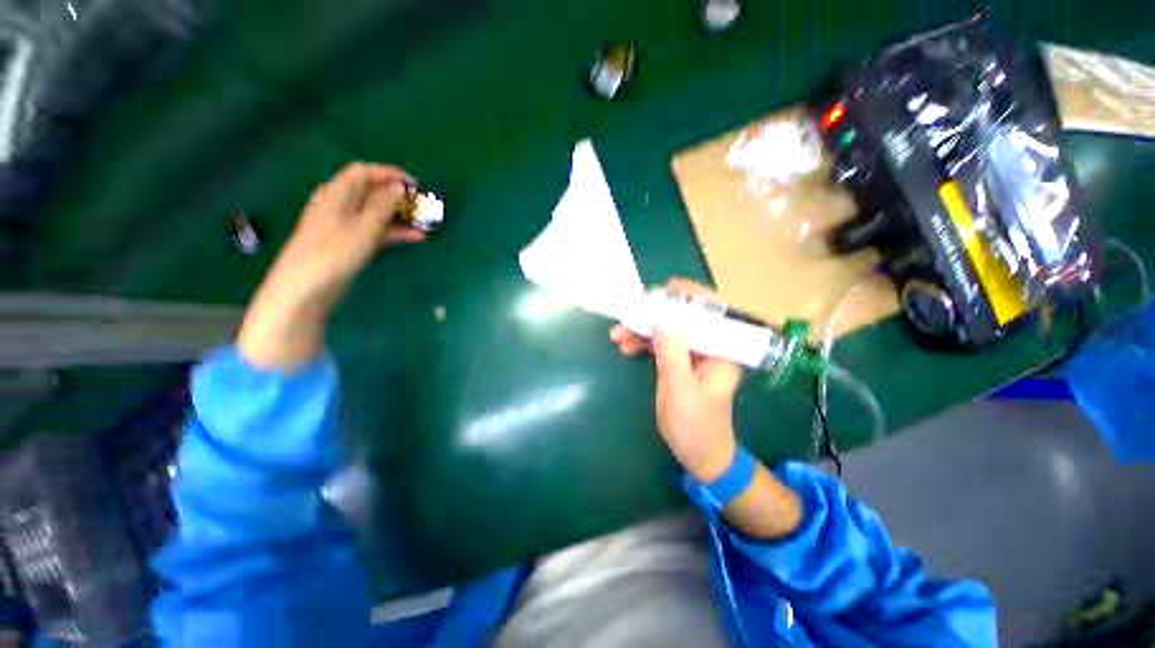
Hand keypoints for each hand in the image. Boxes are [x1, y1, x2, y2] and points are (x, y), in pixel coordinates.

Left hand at [238, 162, 424, 370]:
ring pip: (376, 213)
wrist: (307, 286)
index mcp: (338, 192)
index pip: (364, 172)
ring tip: (424, 223)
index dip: (390, 173)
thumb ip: (383, 205)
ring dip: (400, 216)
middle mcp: (340, 204)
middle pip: (372, 192)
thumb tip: (399, 187)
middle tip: (422, 205)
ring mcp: (345, 224)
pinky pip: (376, 230)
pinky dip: (394, 232)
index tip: (415, 184)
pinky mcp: (350, 242)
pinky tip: (415, 237)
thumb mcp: (364, 226)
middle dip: (398, 197)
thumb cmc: (335, 251)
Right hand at [610, 279, 742, 481]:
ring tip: (617, 334)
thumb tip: (662, 317)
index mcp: (722, 352)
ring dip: (642, 330)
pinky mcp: (679, 364)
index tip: (667, 287)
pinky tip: (625, 346)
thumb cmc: (696, 426)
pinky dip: (643, 343)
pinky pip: (661, 346)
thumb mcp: (681, 388)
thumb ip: (672, 352)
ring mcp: (693, 356)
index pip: (713, 312)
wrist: (700, 456)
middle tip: (629, 312)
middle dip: (655, 315)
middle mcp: (710, 349)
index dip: (692, 296)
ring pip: (668, 332)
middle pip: (684, 320)